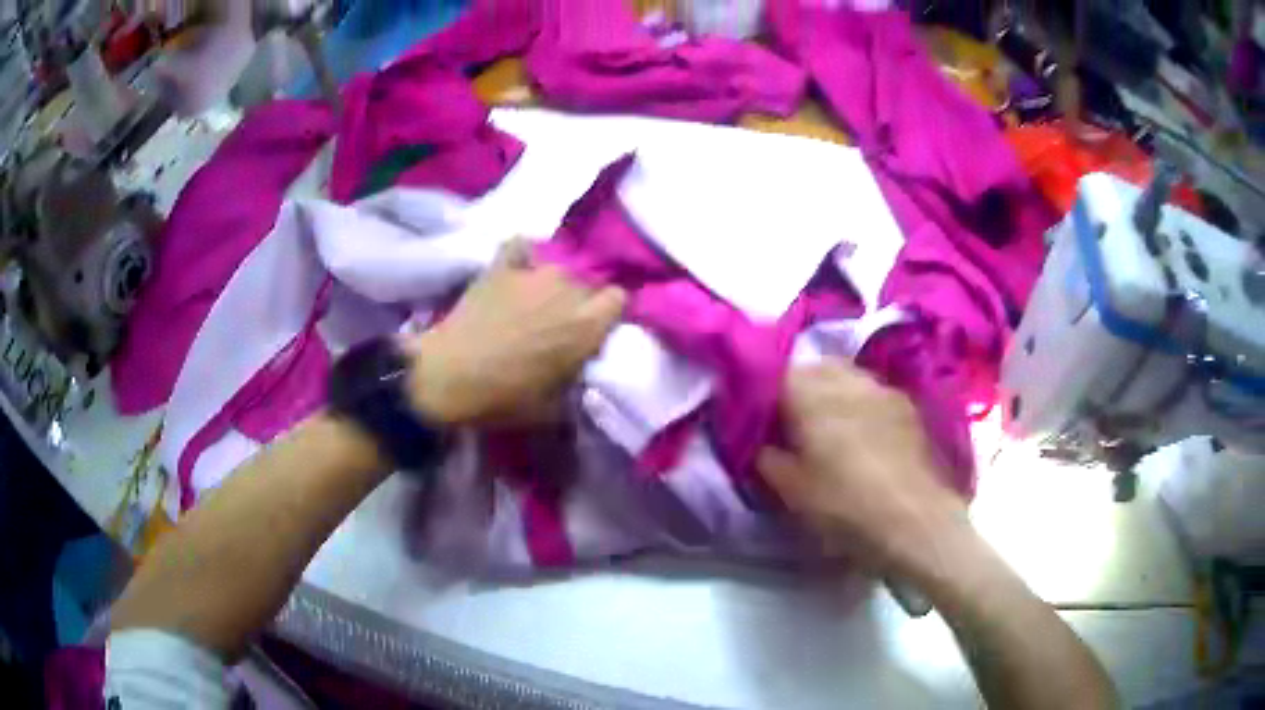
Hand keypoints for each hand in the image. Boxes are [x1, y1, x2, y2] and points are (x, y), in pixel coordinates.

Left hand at [404, 240, 625, 425]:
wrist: (448, 377)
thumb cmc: (504, 398)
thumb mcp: (554, 407)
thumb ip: (576, 380)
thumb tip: (579, 369)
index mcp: (588, 324)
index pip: (619, 299)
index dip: (607, 316)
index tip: (593, 333)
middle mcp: (568, 289)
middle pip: (587, 285)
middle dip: (578, 303)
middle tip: (556, 326)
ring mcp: (533, 272)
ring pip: (557, 269)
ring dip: (550, 286)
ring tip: (529, 304)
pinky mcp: (500, 265)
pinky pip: (521, 248)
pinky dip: (521, 259)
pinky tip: (514, 273)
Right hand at [757, 360, 966, 571]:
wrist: (914, 521)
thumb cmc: (844, 506)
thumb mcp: (790, 490)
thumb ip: (766, 457)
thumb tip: (758, 440)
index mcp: (810, 394)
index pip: (776, 373)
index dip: (763, 393)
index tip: (760, 419)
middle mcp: (847, 380)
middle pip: (814, 367)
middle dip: (800, 386)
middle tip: (791, 420)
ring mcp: (882, 389)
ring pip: (847, 376)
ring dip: (832, 391)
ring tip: (828, 424)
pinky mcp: (907, 405)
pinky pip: (873, 392)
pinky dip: (860, 403)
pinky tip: (861, 432)